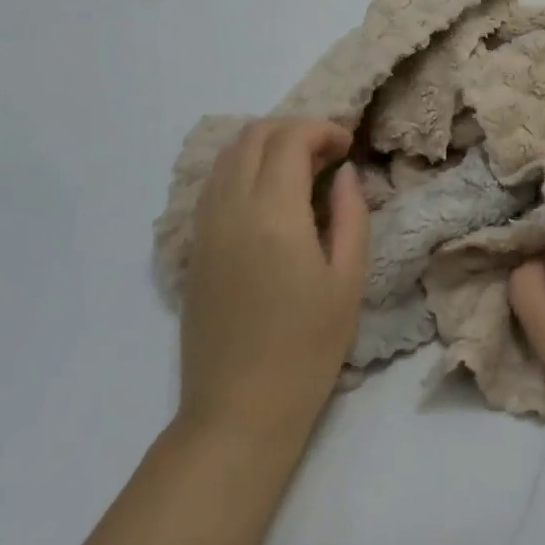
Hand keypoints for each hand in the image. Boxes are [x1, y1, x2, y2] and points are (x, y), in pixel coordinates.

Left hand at [177, 119, 368, 449]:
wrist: (237, 414)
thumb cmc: (306, 349)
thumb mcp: (348, 279)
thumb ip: (351, 214)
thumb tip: (345, 173)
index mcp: (273, 214)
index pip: (289, 139)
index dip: (322, 130)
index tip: (347, 148)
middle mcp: (231, 209)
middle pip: (254, 135)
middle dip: (294, 130)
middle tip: (327, 155)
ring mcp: (205, 228)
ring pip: (228, 154)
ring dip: (266, 146)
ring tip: (300, 170)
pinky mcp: (194, 249)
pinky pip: (214, 184)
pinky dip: (242, 168)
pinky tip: (269, 195)